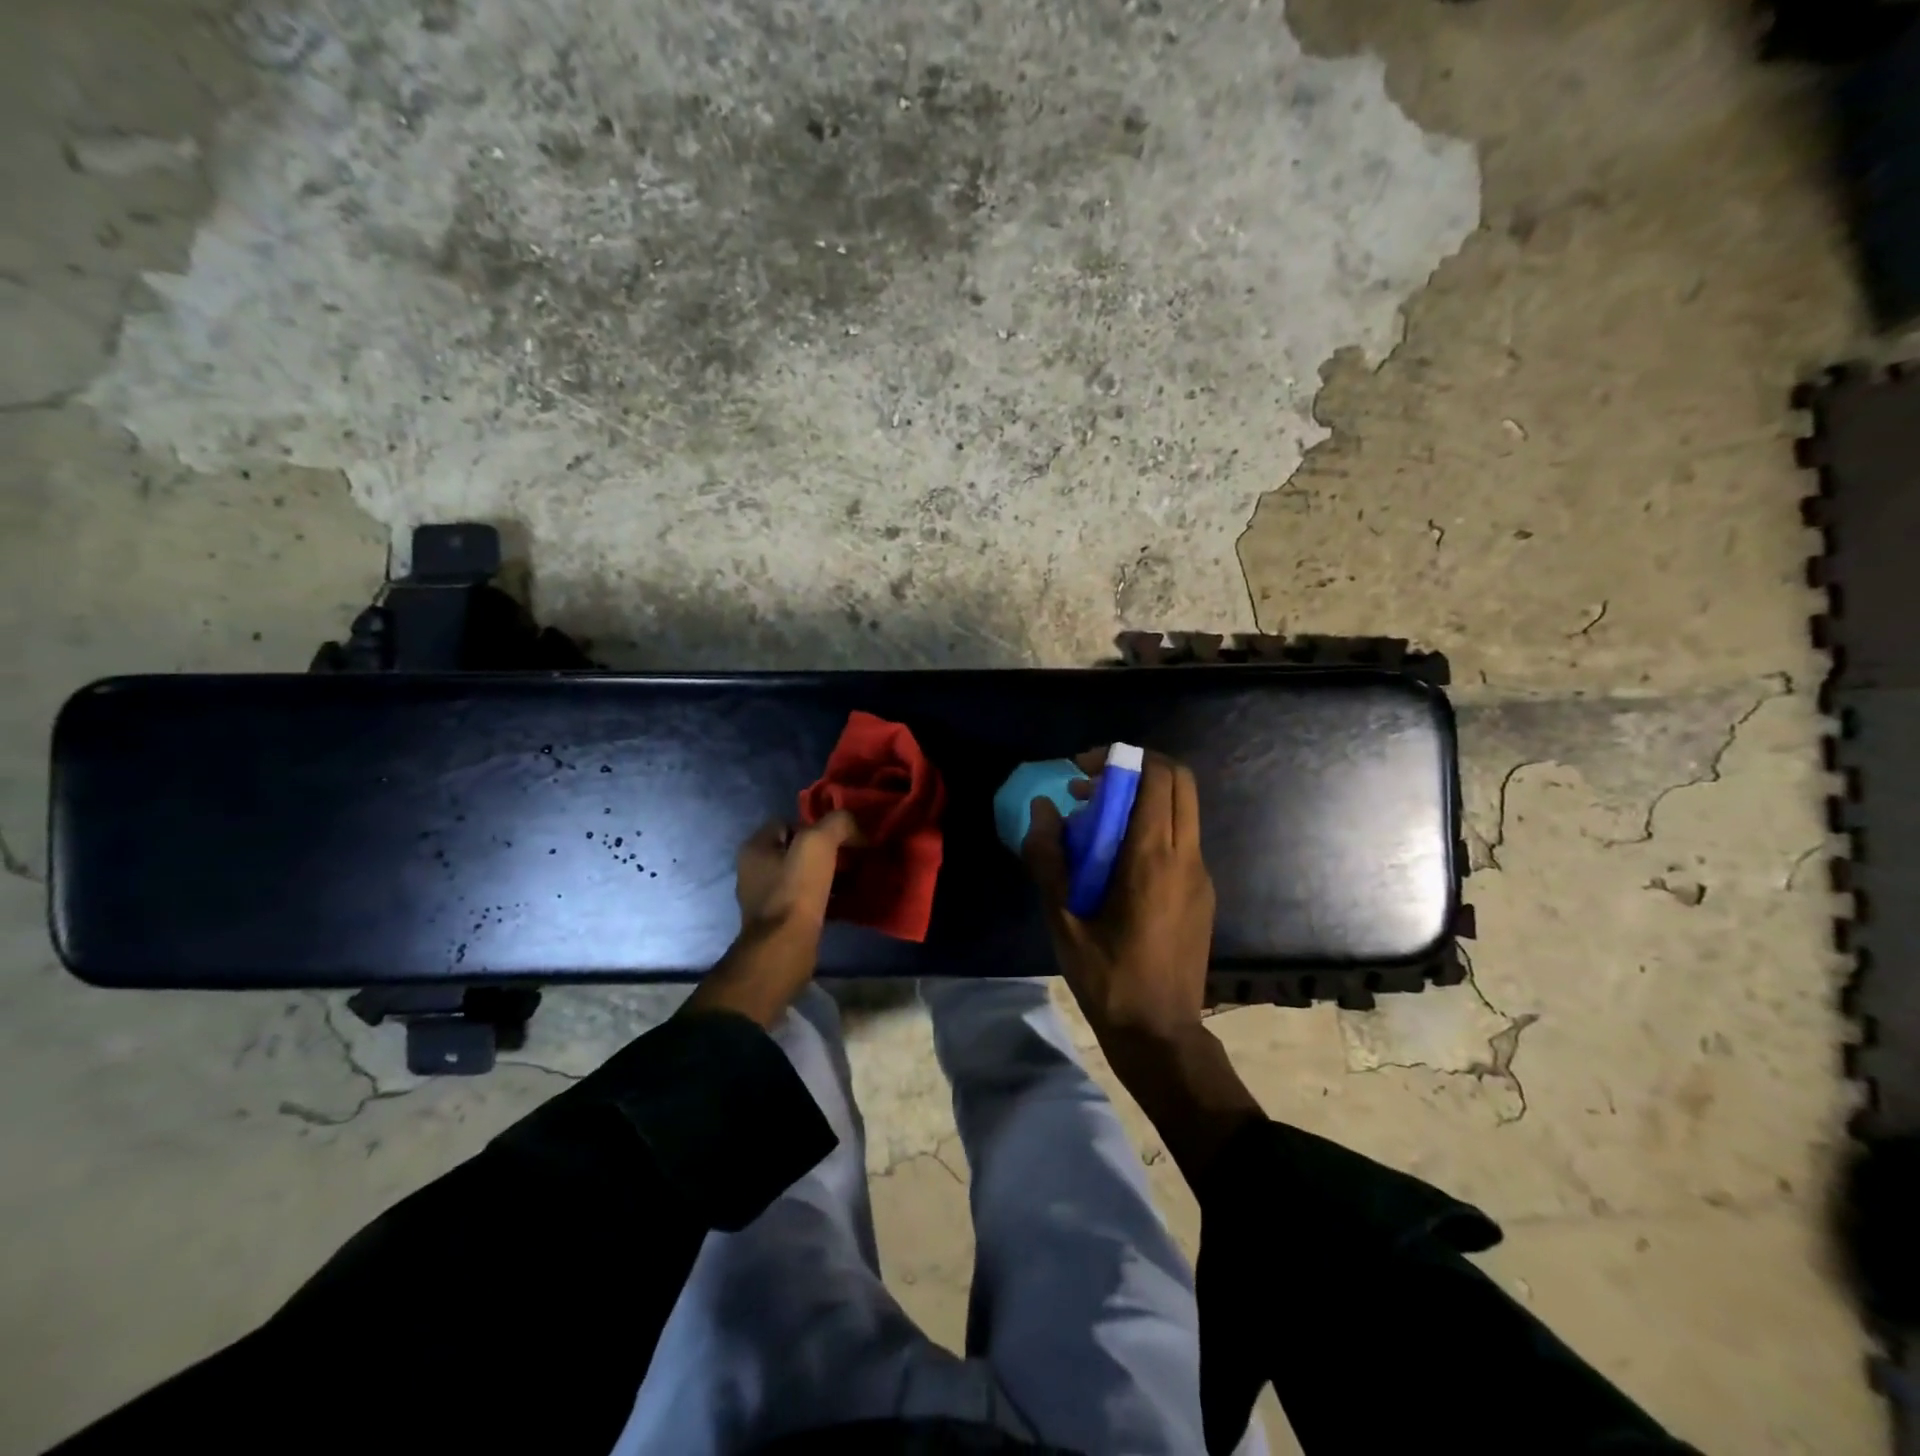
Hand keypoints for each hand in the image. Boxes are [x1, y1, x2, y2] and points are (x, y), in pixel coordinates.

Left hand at [683, 812, 858, 1027]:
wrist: (785, 948)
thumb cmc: (795, 890)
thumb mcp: (818, 842)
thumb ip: (837, 823)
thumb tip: (854, 826)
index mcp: (755, 847)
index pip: (787, 821)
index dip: (815, 823)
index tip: (841, 834)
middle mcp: (755, 870)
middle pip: (797, 849)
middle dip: (825, 850)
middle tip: (852, 854)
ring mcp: (766, 898)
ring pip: (803, 875)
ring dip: (827, 874)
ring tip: (854, 877)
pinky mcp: (781, 921)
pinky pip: (807, 899)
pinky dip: (826, 897)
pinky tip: (846, 900)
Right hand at [1022, 750, 1214, 1052]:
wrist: (1161, 1033)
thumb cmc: (1108, 979)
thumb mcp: (1064, 922)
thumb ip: (1049, 860)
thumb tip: (1042, 811)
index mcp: (1154, 858)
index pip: (1156, 777)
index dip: (1122, 758)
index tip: (1083, 769)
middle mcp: (1186, 856)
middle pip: (1180, 780)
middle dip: (1139, 767)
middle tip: (1094, 785)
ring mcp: (1200, 875)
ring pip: (1184, 808)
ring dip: (1145, 796)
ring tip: (1099, 821)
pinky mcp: (1203, 893)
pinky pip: (1182, 837)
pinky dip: (1154, 824)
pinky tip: (1118, 859)